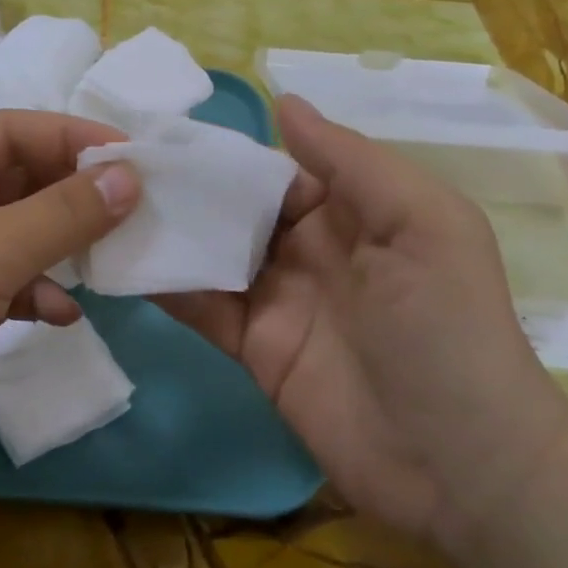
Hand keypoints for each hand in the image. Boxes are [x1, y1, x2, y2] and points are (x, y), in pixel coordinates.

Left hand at [0, 111, 141, 490]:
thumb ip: (61, 214)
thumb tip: (129, 176)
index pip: (11, 131)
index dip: (72, 138)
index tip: (133, 157)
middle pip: (16, 182)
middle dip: (72, 196)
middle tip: (133, 209)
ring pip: (14, 235)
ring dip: (58, 247)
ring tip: (107, 261)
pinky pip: (3, 285)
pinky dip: (35, 294)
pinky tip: (63, 315)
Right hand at [157, 96, 567, 546]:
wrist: (460, 465)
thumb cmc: (446, 325)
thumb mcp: (422, 223)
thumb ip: (351, 161)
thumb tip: (283, 102)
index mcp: (352, 210)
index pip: (279, 167)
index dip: (231, 150)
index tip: (169, 131)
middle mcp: (310, 247)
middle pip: (237, 206)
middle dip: (187, 186)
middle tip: (119, 164)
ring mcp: (278, 298)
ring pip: (212, 251)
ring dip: (167, 231)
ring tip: (107, 203)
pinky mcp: (253, 345)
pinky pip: (202, 306)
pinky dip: (165, 285)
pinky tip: (119, 262)